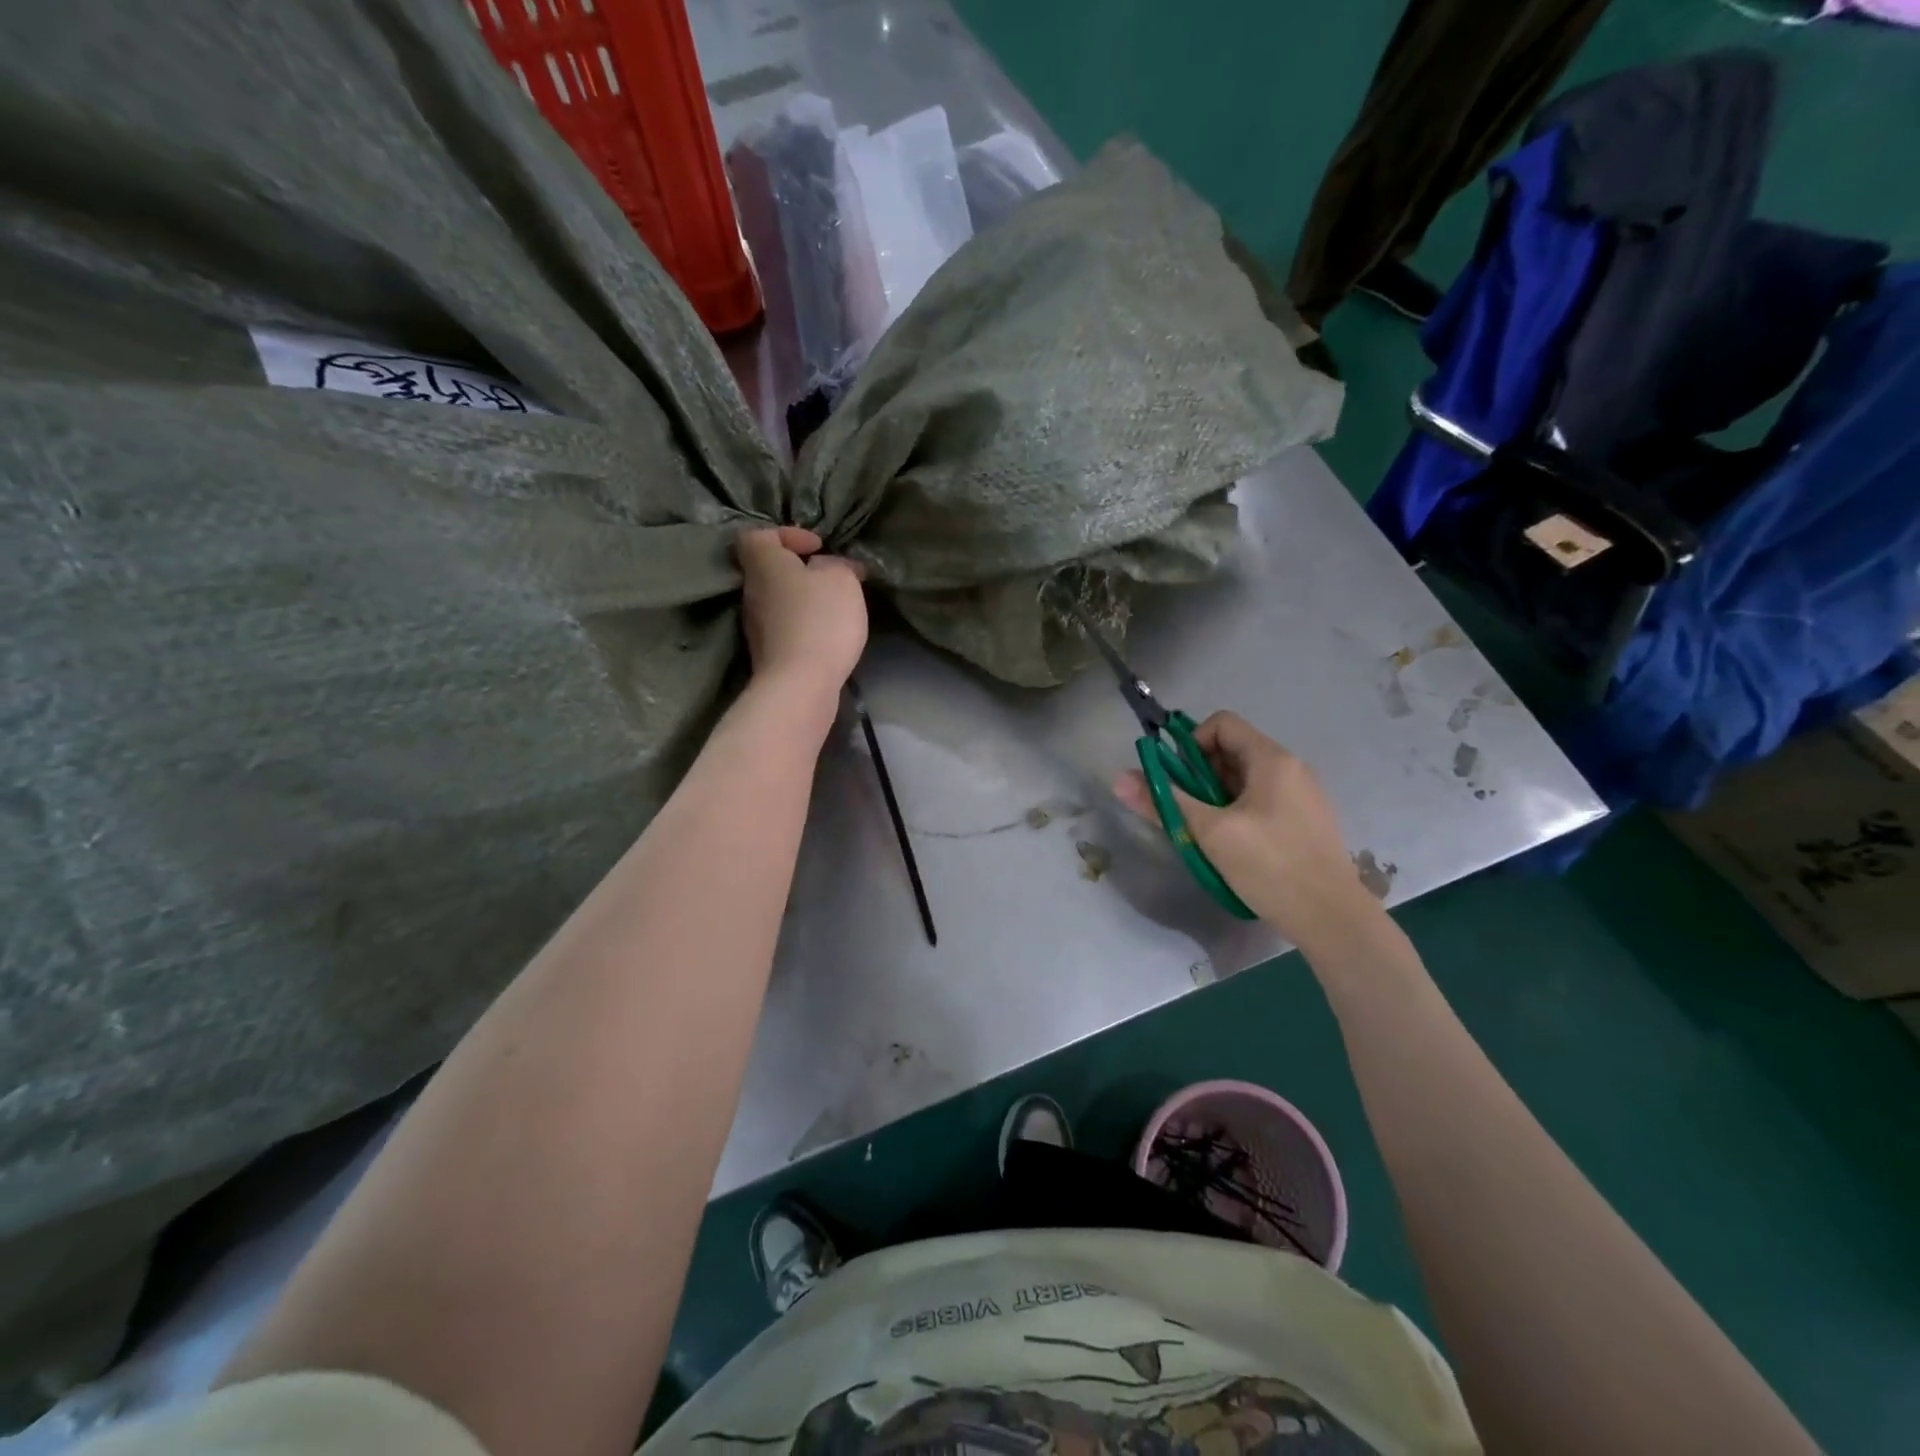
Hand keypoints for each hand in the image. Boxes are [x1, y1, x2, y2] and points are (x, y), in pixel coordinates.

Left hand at [736, 526, 867, 700]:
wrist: (800, 684)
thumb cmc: (820, 620)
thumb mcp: (842, 579)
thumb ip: (836, 565)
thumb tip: (829, 566)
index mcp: (764, 564)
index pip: (758, 535)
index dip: (787, 534)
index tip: (817, 547)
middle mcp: (751, 591)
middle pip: (768, 569)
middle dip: (798, 570)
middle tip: (830, 577)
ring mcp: (755, 626)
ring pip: (777, 600)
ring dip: (802, 599)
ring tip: (833, 608)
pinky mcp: (767, 653)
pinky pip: (784, 627)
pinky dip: (802, 624)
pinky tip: (826, 635)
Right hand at [1114, 711, 1383, 953]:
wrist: (1333, 920)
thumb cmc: (1270, 867)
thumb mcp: (1209, 833)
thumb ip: (1164, 802)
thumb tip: (1119, 779)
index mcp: (1272, 759)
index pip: (1221, 723)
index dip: (1191, 743)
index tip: (1178, 779)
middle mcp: (1291, 768)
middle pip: (1232, 751)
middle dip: (1200, 775)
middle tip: (1188, 811)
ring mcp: (1302, 795)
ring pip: (1244, 779)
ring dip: (1216, 797)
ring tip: (1208, 833)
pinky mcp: (1305, 821)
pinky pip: (1261, 800)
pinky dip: (1238, 811)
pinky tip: (1234, 847)